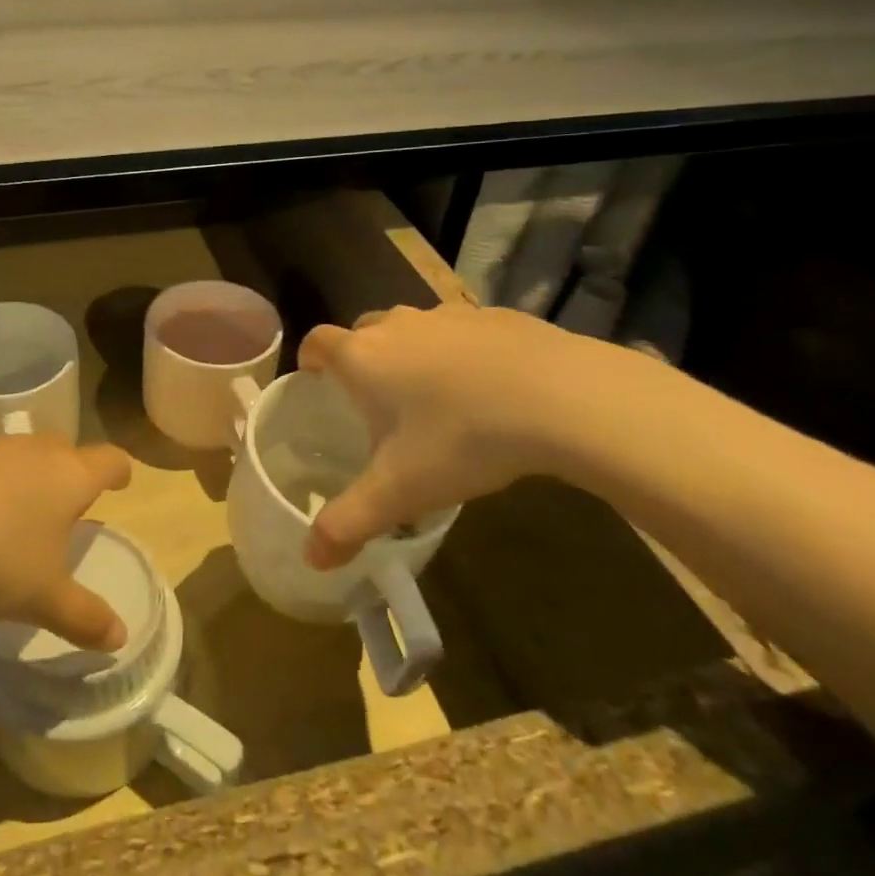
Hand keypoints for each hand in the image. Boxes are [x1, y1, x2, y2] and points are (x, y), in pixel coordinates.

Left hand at [0, 438, 133, 650]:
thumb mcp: (41, 598)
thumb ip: (82, 616)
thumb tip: (120, 638)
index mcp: (71, 477)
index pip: (110, 460)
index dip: (120, 471)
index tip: (122, 481)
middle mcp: (36, 453)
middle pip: (66, 450)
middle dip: (72, 472)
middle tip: (70, 502)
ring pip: (22, 456)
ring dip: (26, 479)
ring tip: (17, 515)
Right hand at [296, 303, 592, 569]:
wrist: (563, 397)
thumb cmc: (463, 439)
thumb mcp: (401, 491)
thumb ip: (349, 523)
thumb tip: (311, 560)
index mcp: (364, 357)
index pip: (318, 341)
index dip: (310, 358)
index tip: (315, 380)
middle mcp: (399, 325)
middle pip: (365, 330)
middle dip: (362, 357)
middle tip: (376, 400)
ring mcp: (450, 315)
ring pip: (415, 328)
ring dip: (412, 353)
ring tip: (435, 397)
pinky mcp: (498, 316)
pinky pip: (464, 330)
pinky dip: (462, 351)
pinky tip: (490, 388)